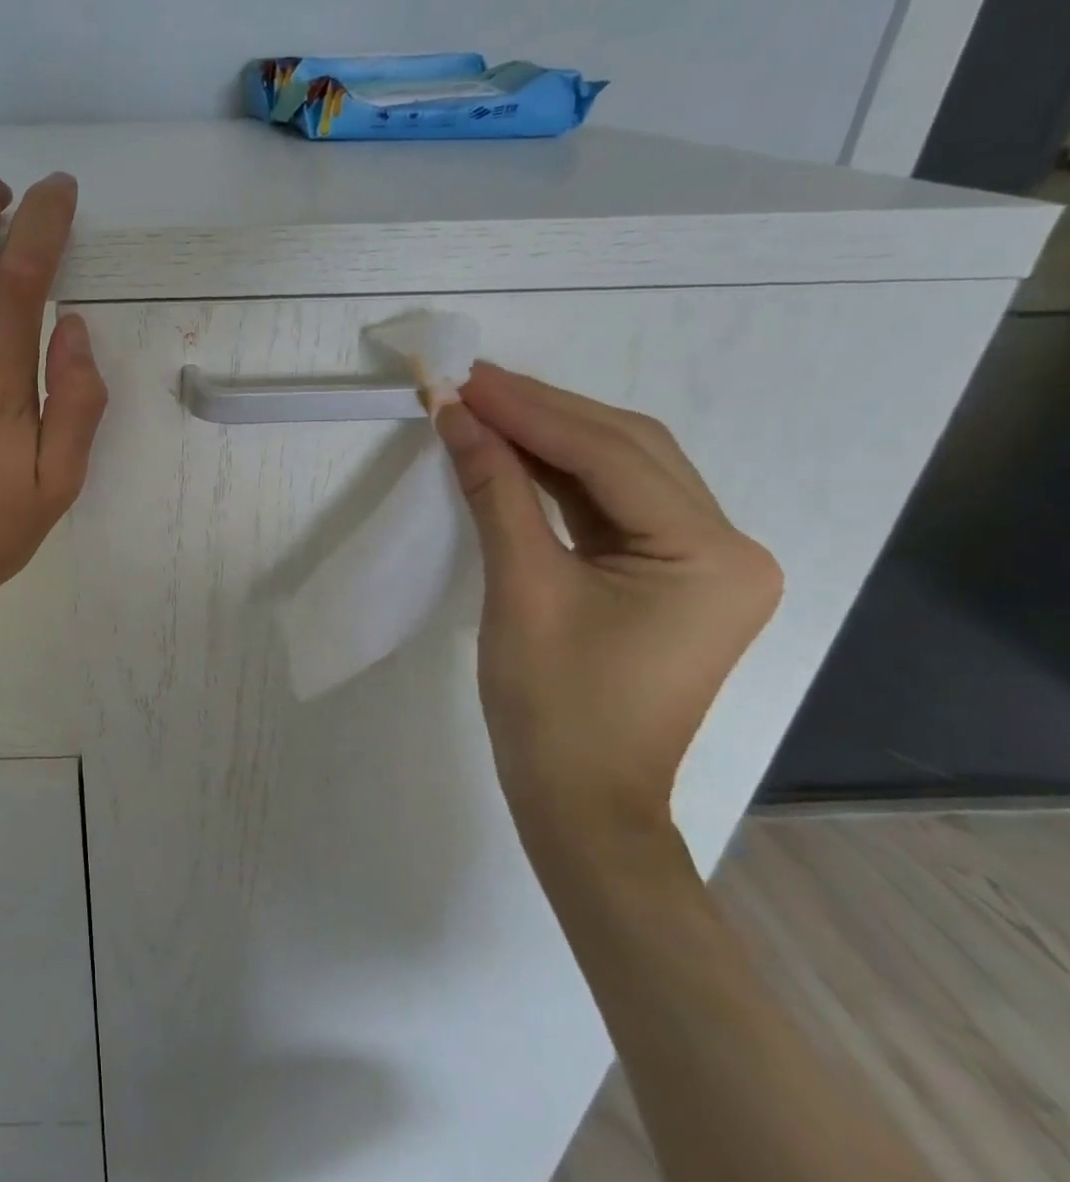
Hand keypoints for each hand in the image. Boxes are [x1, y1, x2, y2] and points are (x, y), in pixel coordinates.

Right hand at [437, 364, 781, 836]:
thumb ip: (496, 491)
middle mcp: (725, 547)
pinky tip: (512, 452)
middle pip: (627, 450)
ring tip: (483, 406)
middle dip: (544, 412)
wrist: (579, 801)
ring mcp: (700, 563)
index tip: (465, 379)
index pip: (610, 455)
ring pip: (620, 472)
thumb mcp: (520, 587)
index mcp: (709, 554)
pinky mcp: (666, 577)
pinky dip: (558, 476)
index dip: (531, 410)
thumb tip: (455, 416)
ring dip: (550, 437)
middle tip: (470, 383)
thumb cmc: (553, 705)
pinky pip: (610, 506)